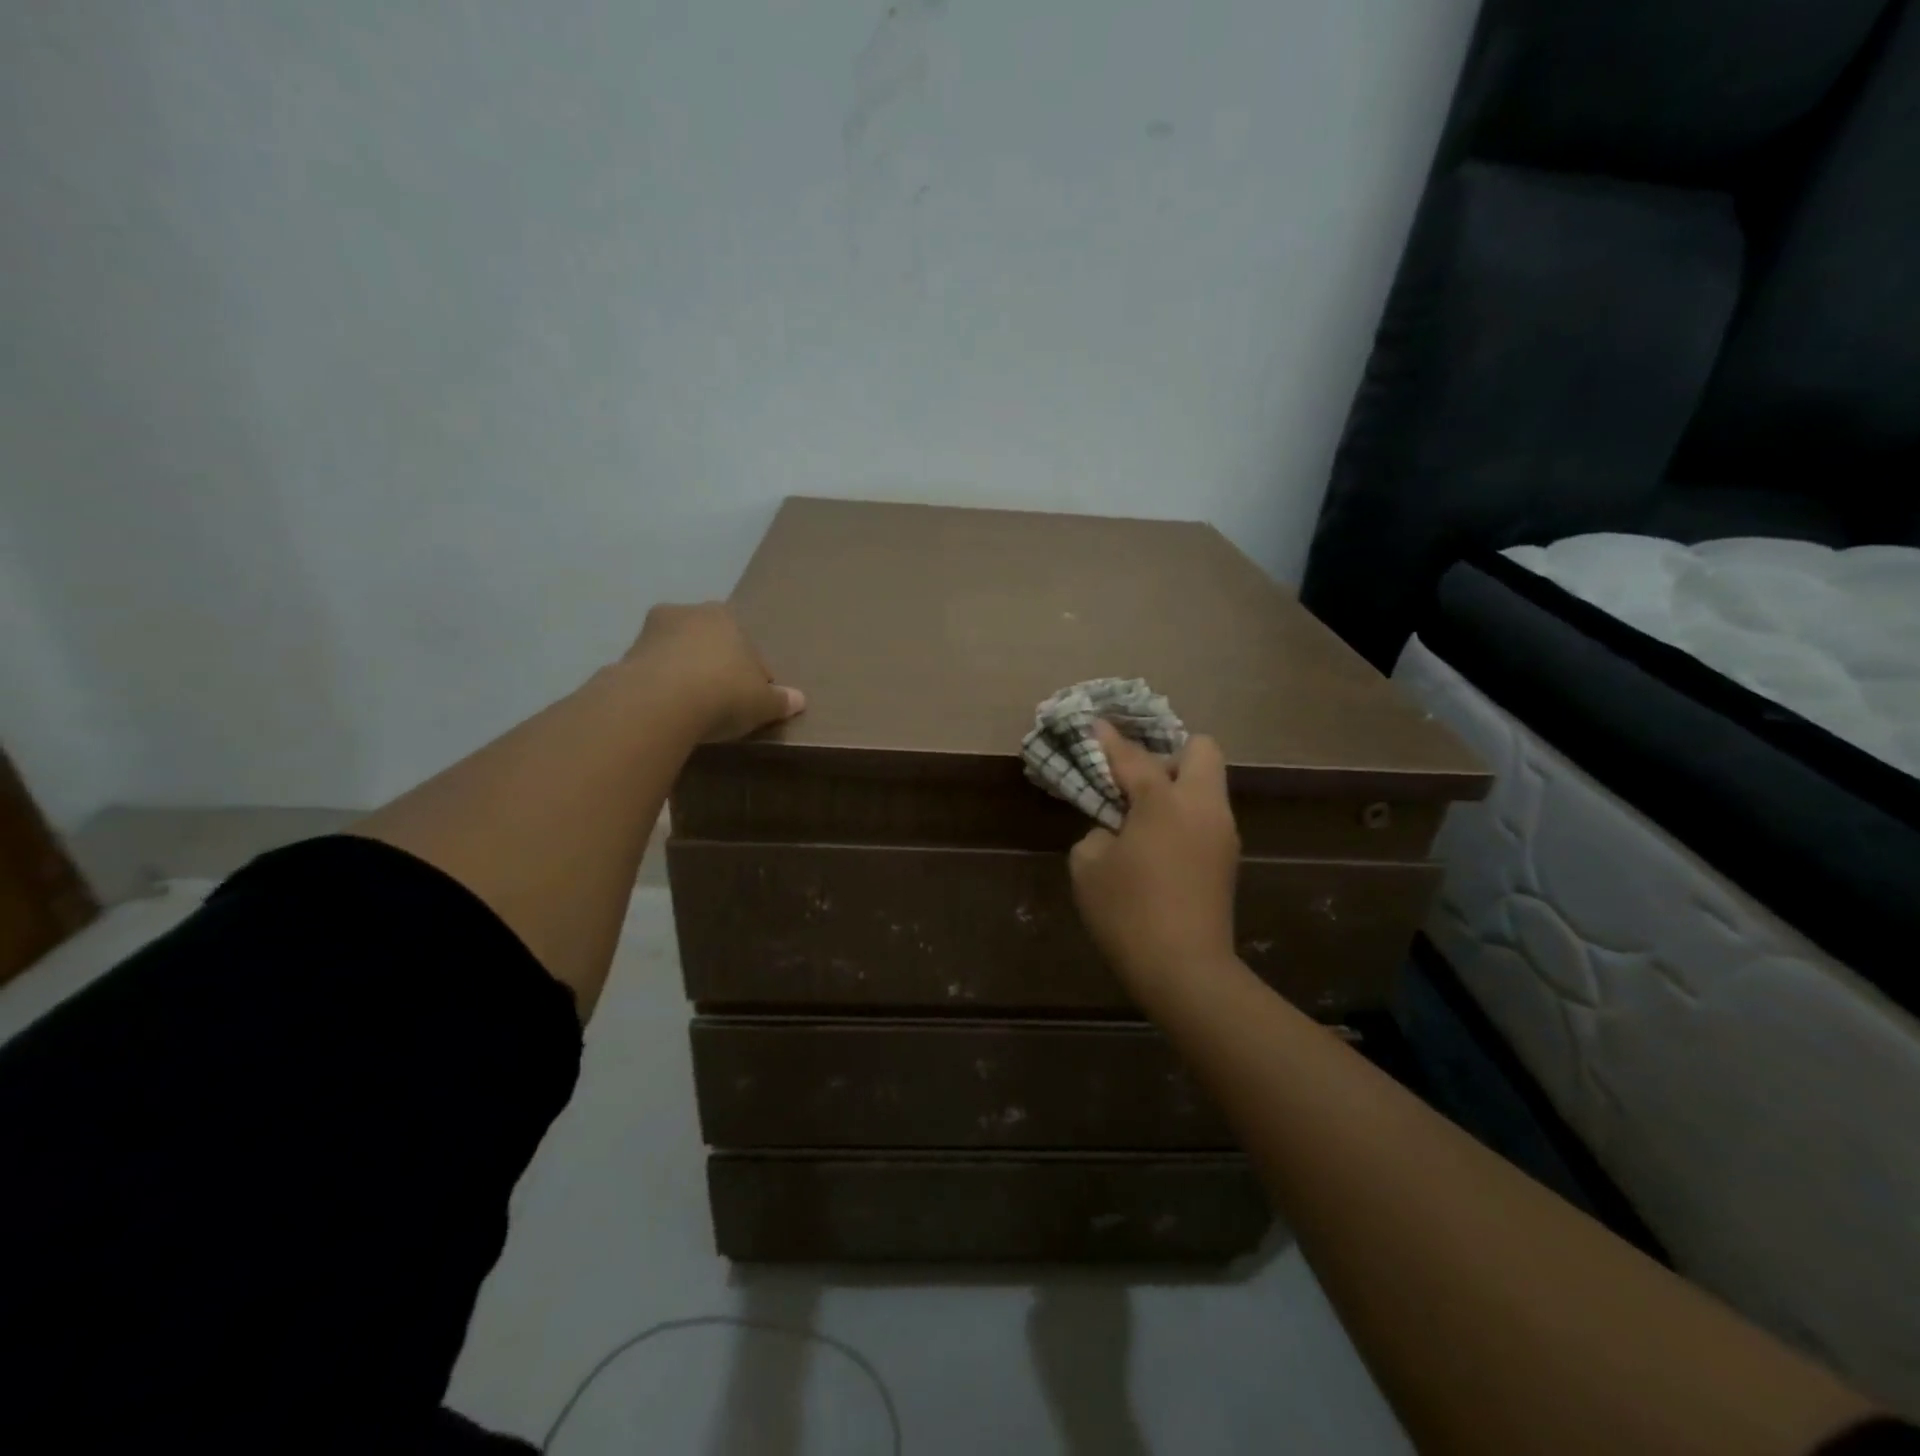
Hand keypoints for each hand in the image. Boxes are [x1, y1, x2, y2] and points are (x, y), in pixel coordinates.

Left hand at [625, 602, 805, 741]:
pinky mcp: (624, 658)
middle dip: (715, 667)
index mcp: (724, 615)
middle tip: (723, 704)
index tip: (751, 701)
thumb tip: (799, 700)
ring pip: (677, 656)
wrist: (660, 703)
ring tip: (694, 713)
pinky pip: (652, 675)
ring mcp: (650, 633)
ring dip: (685, 678)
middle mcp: (686, 613)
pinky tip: (669, 715)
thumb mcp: (763, 702)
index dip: (752, 675)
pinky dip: (661, 691)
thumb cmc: (723, 693)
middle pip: (708, 645)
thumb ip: (780, 700)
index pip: (746, 646)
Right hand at [1069, 720, 1241, 1003]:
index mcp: (1165, 802)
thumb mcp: (1089, 867)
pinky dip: (1184, 814)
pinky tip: (1158, 842)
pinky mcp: (1228, 859)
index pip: (1134, 757)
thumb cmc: (1128, 913)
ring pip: (1208, 784)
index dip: (1110, 740)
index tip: (1095, 724)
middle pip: (1201, 750)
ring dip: (1177, 785)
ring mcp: (1222, 832)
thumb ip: (1098, 833)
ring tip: (1142, 813)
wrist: (1185, 971)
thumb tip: (1116, 831)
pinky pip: (1206, 815)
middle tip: (1135, 779)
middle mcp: (1203, 807)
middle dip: (1168, 753)